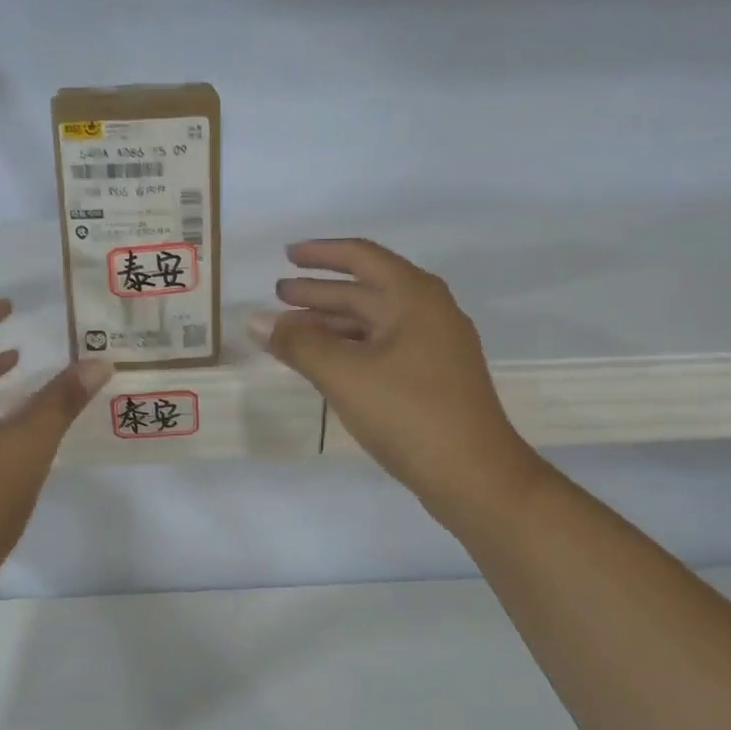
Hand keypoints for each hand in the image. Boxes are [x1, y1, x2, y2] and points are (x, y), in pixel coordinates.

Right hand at [251, 239, 538, 527]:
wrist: (474, 476)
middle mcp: (428, 313)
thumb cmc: (409, 413)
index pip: (362, 257)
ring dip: (331, 323)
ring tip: (290, 331)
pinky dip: (348, 349)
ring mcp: (433, 347)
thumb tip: (256, 322)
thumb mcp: (345, 374)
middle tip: (279, 295)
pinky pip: (381, 349)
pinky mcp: (431, 378)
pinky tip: (324, 363)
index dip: (321, 254)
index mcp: (414, 297)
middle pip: (365, 290)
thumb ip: (298, 344)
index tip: (287, 255)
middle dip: (320, 292)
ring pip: (372, 323)